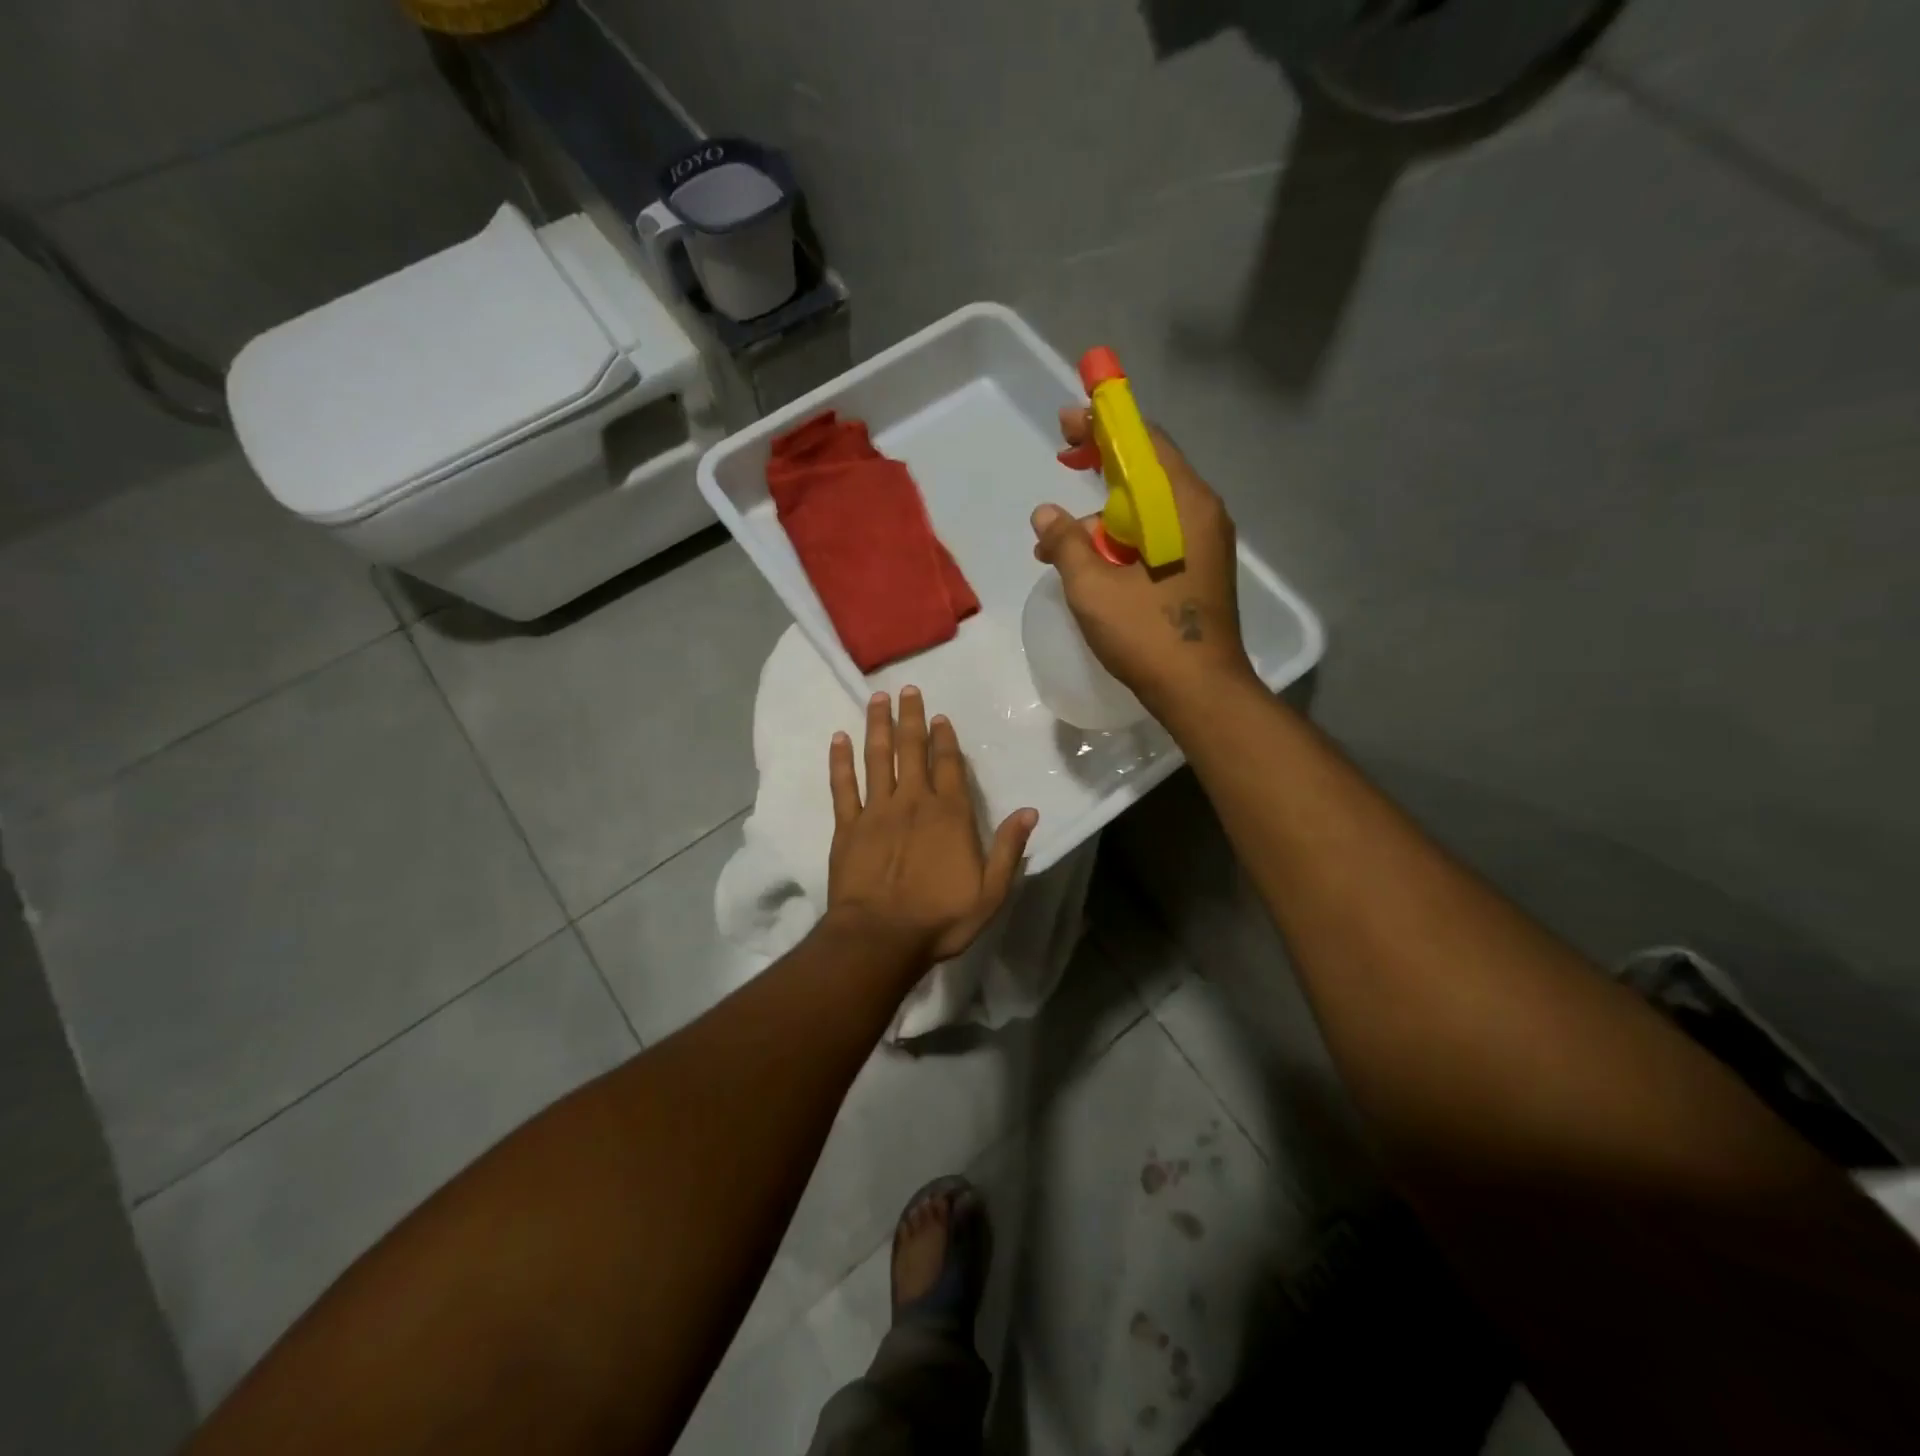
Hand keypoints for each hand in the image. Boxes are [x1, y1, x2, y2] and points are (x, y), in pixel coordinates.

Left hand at [827, 686, 1037, 965]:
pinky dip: (840, 761)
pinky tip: (838, 738)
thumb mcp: (991, 892)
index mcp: (949, 814)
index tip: (940, 716)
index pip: (948, 765)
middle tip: (906, 689)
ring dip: (878, 726)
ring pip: (877, 758)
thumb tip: (1029, 812)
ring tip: (877, 699)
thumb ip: (1010, 849)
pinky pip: (842, 786)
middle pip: (911, 750)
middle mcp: (913, 802)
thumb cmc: (940, 918)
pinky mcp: (847, 827)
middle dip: (910, 718)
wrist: (881, 938)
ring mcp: (876, 811)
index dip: (945, 738)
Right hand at [1031, 408, 1255, 712]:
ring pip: (1147, 507)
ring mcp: (1202, 542)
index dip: (1104, 424)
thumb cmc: (1148, 635)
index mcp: (1183, 505)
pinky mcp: (1197, 567)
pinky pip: (1155, 534)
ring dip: (1102, 515)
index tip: (1068, 421)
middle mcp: (1200, 513)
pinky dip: (1121, 538)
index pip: (1144, 442)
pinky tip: (1087, 563)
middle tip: (1062, 459)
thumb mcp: (1093, 588)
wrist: (1200, 691)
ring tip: (1055, 544)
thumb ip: (1066, 543)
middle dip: (1101, 464)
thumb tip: (1046, 514)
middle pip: (1147, 469)